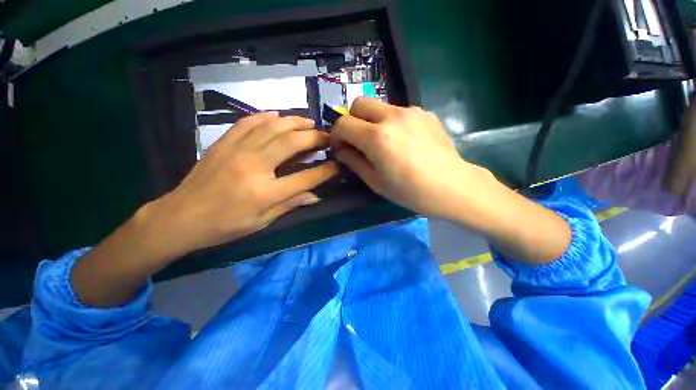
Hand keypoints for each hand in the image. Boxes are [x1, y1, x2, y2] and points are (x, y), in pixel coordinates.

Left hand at [152, 112, 337, 255]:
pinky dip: (265, 116)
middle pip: (291, 143)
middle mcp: (253, 167)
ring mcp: (236, 151)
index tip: (337, 163)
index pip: (305, 178)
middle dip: (314, 138)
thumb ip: (290, 205)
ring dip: (294, 122)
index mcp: (265, 193)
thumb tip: (315, 196)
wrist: (180, 218)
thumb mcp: (261, 222)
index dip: (325, 171)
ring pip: (272, 127)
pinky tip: (277, 115)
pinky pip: (247, 122)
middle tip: (326, 136)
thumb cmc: (225, 225)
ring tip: (309, 122)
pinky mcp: (223, 143)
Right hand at [331, 97, 490, 218]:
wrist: (453, 186)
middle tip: (358, 140)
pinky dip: (392, 123)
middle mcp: (392, 116)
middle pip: (359, 103)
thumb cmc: (411, 191)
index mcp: (377, 138)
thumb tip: (341, 150)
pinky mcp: (425, 112)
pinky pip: (398, 112)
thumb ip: (354, 162)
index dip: (336, 135)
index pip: (343, 124)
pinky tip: (404, 141)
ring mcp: (411, 111)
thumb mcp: (376, 182)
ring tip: (384, 142)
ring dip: (372, 121)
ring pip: (379, 106)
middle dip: (352, 120)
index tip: (340, 147)